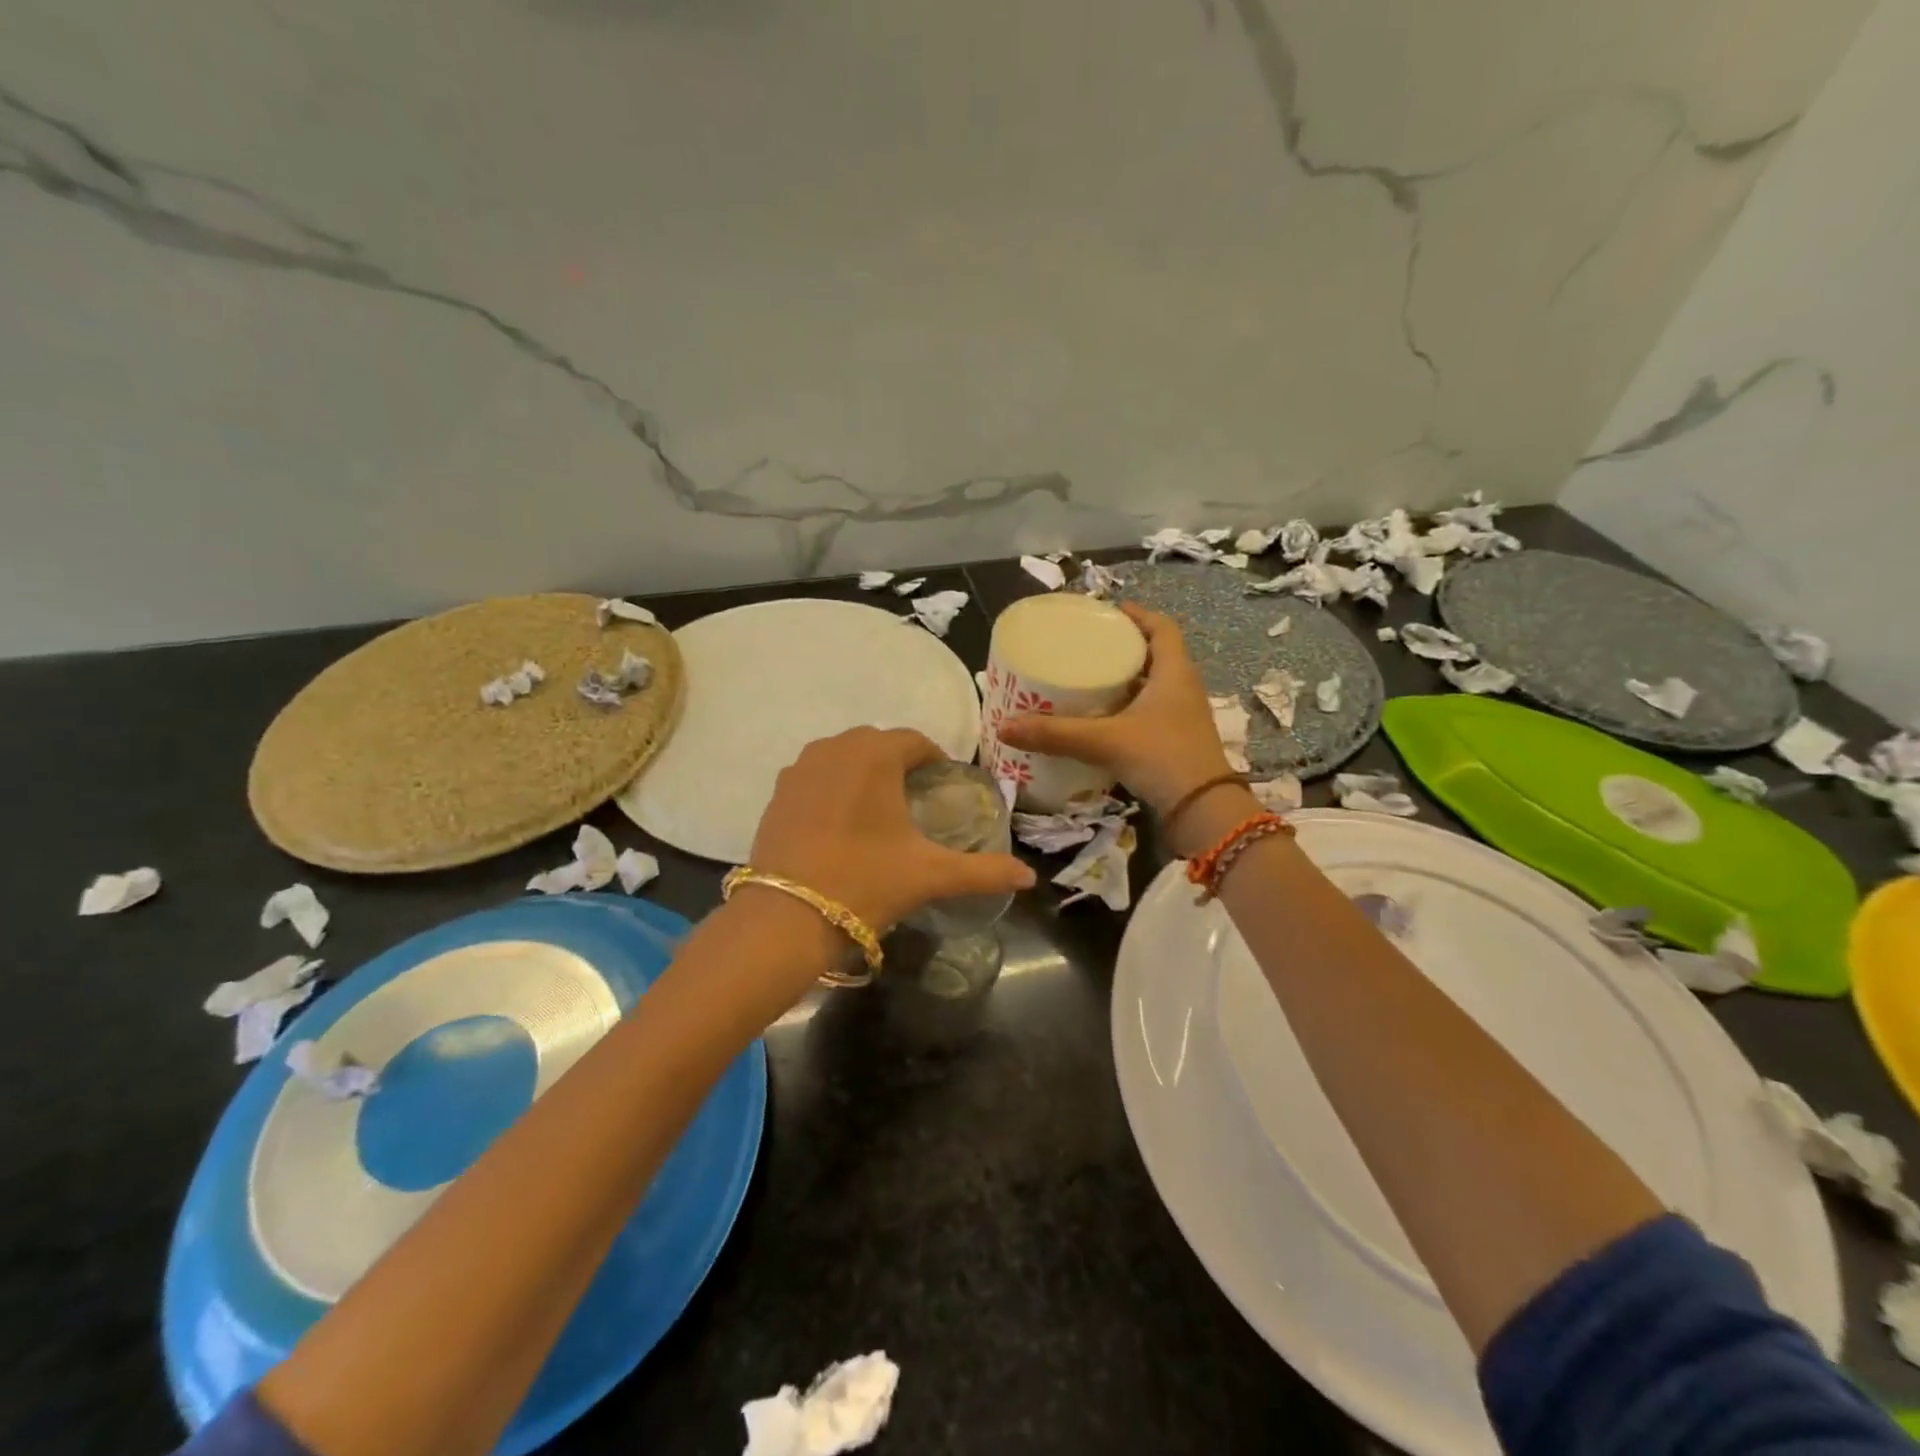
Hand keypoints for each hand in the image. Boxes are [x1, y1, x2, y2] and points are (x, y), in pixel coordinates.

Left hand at [749, 727, 1035, 932]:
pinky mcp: (777, 793)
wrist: (787, 917)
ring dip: (863, 772)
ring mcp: (799, 769)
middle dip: (899, 764)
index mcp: (874, 755)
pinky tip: (840, 823)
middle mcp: (834, 749)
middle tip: (916, 799)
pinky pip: (815, 776)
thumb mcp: (930, 875)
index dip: (935, 760)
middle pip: (877, 744)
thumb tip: (1030, 877)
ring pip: (842, 757)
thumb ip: (984, 871)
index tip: (944, 787)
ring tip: (879, 811)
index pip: (915, 741)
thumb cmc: (865, 882)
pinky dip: (833, 787)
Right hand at [997, 603, 1234, 815]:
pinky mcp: (1175, 742)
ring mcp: (1181, 718)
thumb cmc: (1162, 758)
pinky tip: (1100, 722)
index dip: (1138, 615)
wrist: (1202, 811)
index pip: (1162, 628)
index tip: (1109, 612)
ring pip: (1152, 687)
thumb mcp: (1105, 741)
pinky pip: (1148, 714)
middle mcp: (1181, 689)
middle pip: (1155, 655)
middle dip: (1123, 649)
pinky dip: (1126, 711)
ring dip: (1125, 681)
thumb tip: (1005, 727)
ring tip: (1087, 680)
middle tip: (1087, 647)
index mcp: (1174, 672)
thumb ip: (1056, 734)